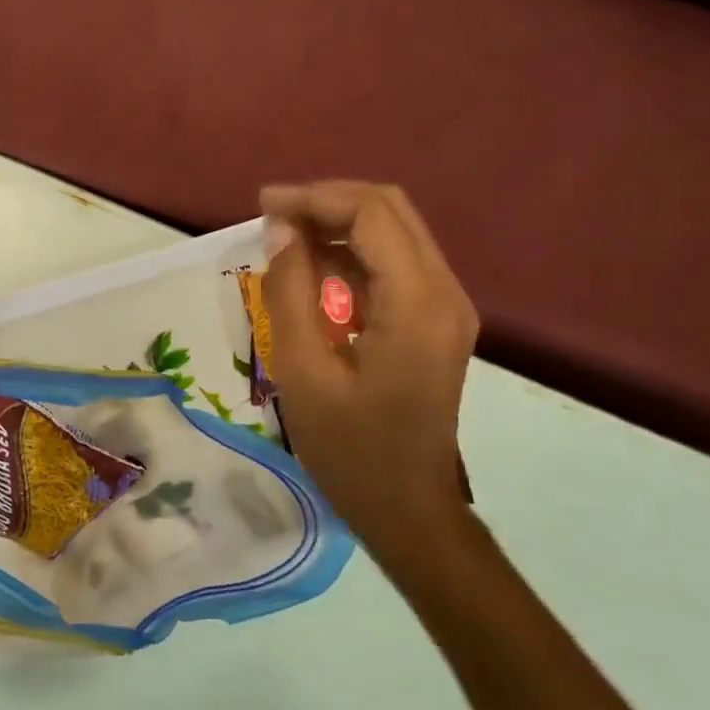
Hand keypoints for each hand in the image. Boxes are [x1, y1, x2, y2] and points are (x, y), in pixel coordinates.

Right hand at [261, 182, 479, 570]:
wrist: (408, 509)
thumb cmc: (351, 451)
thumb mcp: (303, 372)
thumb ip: (289, 293)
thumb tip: (281, 231)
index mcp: (417, 303)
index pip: (372, 214)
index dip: (315, 199)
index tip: (262, 206)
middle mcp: (445, 292)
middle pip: (390, 211)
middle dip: (328, 203)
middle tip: (272, 216)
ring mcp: (447, 307)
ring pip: (394, 234)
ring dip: (339, 227)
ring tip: (283, 240)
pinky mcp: (437, 322)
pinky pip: (395, 266)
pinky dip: (353, 256)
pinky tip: (313, 273)